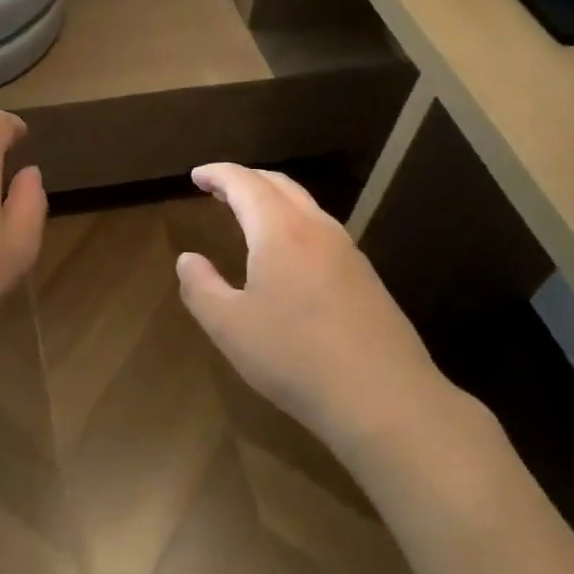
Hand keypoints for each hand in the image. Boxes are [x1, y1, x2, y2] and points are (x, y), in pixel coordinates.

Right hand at [174, 163, 459, 455]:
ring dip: (273, 199)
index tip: (196, 175)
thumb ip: (201, 288)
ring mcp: (348, 252)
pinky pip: (322, 231)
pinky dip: (294, 223)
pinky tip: (289, 254)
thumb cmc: (295, 357)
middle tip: (219, 187)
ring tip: (249, 214)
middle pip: (280, 185)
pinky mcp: (366, 278)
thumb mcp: (230, 327)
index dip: (218, 174)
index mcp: (280, 231)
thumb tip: (187, 259)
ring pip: (306, 206)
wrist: (385, 399)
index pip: (245, 184)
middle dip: (246, 179)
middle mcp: (317, 229)